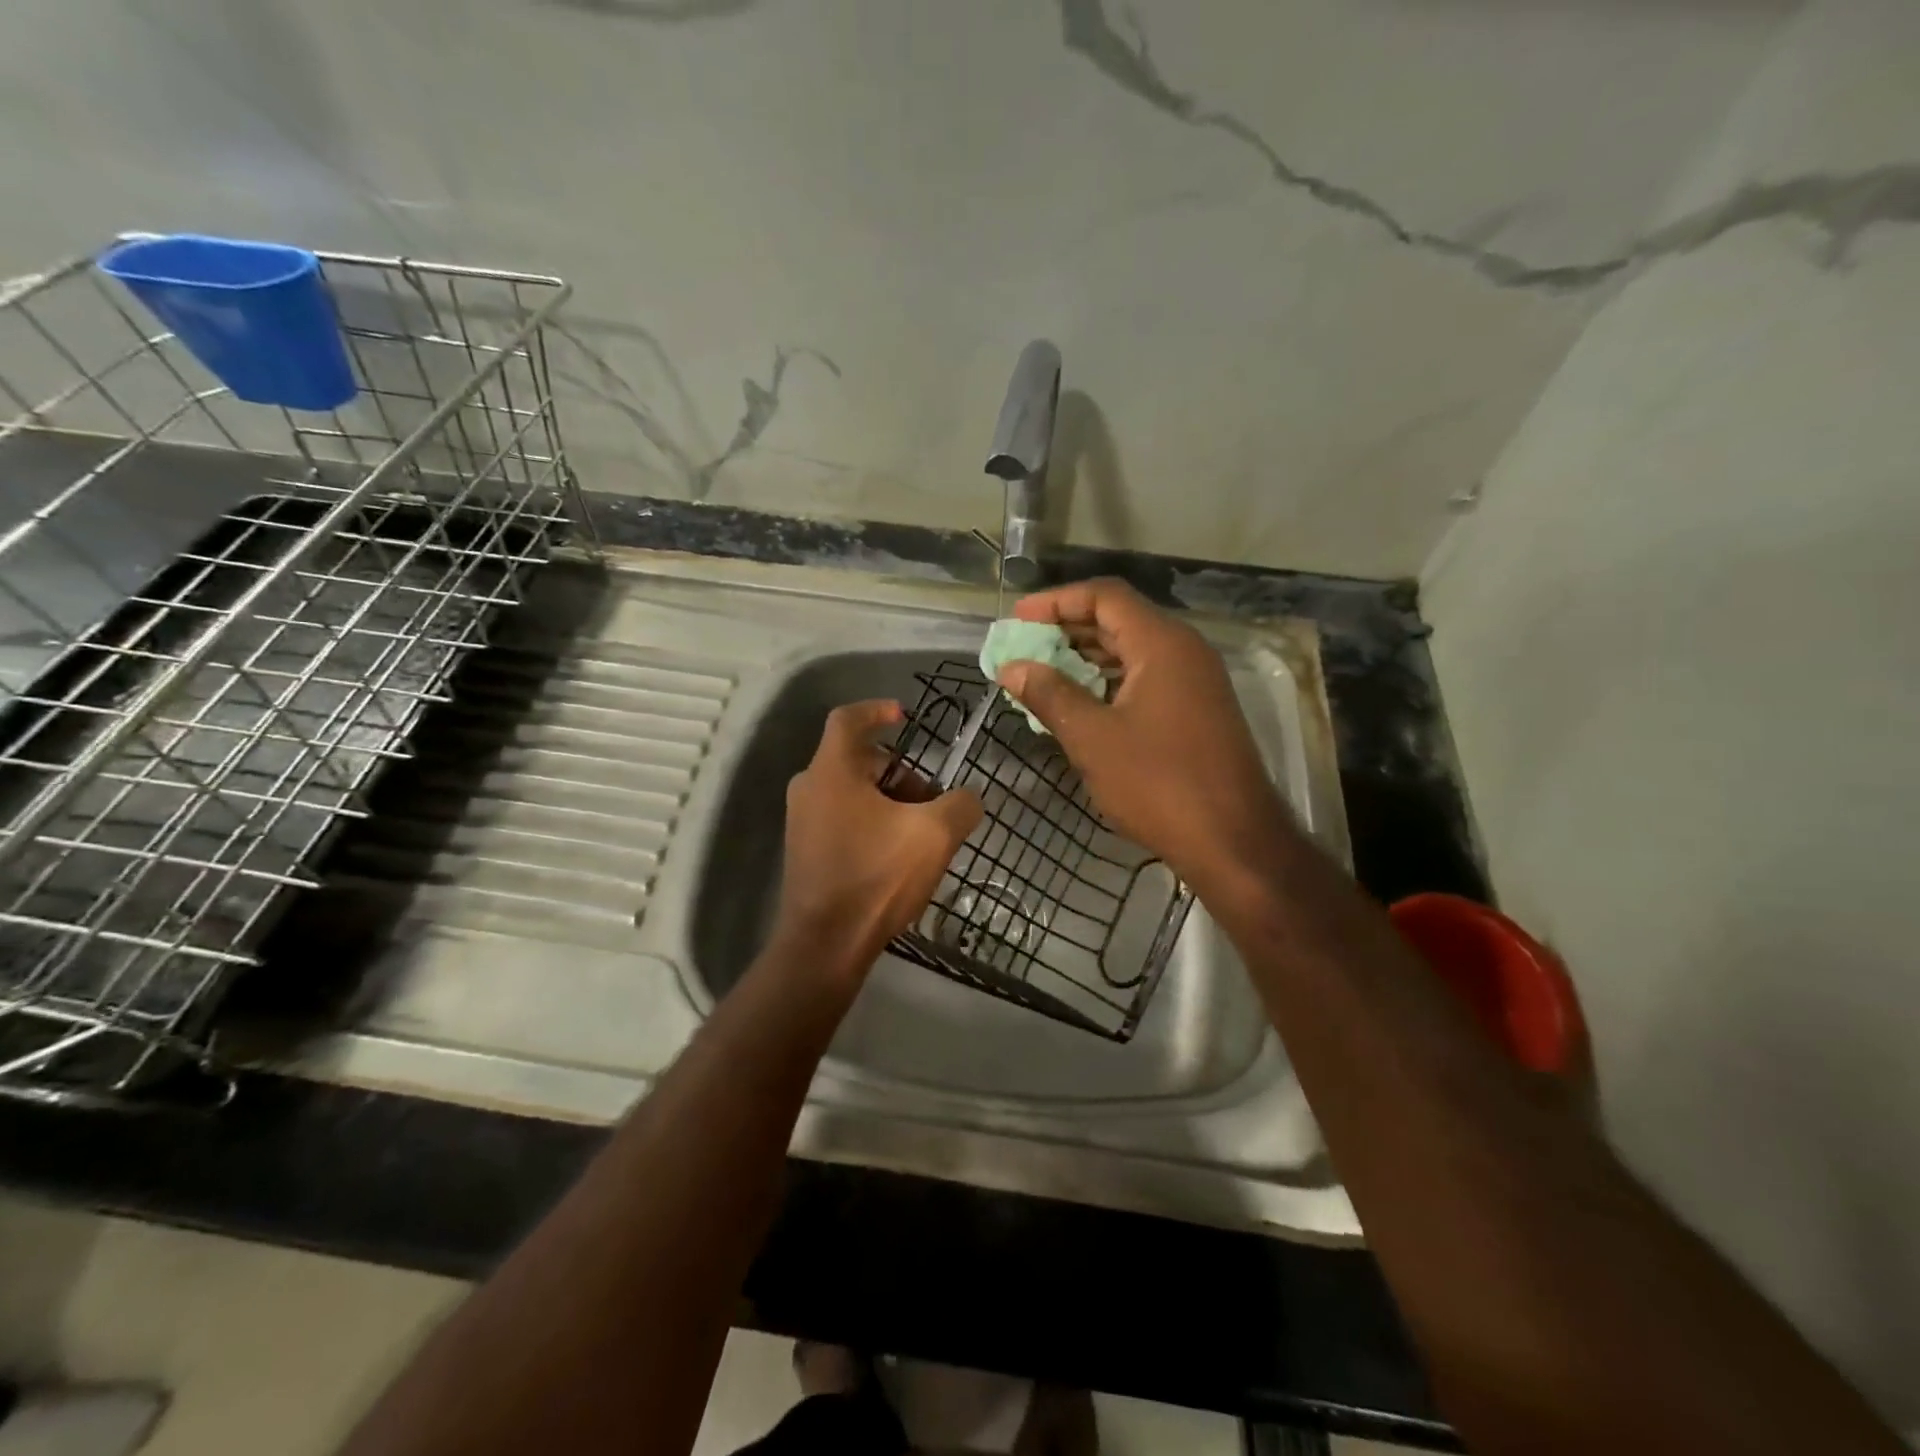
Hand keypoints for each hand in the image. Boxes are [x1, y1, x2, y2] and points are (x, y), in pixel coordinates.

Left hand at [776, 700, 982, 976]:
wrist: (826, 944)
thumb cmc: (876, 877)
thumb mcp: (934, 836)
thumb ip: (961, 805)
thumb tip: (968, 799)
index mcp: (832, 771)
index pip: (848, 719)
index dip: (877, 710)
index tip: (905, 716)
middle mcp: (809, 788)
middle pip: (858, 759)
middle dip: (900, 771)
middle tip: (931, 797)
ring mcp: (803, 821)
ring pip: (852, 791)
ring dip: (889, 799)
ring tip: (921, 832)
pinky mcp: (806, 850)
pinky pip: (843, 817)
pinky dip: (872, 821)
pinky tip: (898, 854)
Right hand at [995, 579, 1290, 891]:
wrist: (1233, 841)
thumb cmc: (1159, 784)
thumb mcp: (1093, 738)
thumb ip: (1050, 695)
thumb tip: (1012, 668)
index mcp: (1162, 644)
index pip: (1105, 597)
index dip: (1057, 601)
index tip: (1018, 618)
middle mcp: (1183, 651)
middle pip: (1119, 620)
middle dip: (1067, 629)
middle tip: (1024, 647)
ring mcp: (1195, 681)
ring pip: (1133, 651)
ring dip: (1086, 658)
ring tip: (1042, 675)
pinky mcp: (1197, 710)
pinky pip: (1146, 678)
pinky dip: (1109, 682)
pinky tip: (1080, 704)